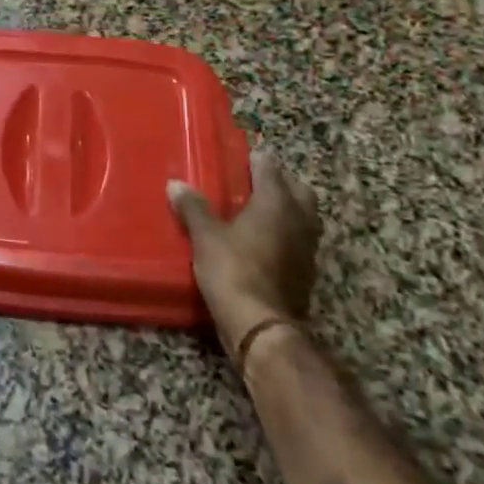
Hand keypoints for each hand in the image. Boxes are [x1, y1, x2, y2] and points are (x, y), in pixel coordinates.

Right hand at [168, 149, 321, 356]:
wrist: (262, 327)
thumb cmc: (233, 270)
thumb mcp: (205, 237)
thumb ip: (193, 208)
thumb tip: (175, 184)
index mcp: (276, 203)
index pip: (270, 168)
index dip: (256, 160)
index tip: (242, 156)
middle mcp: (299, 220)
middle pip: (298, 191)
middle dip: (281, 183)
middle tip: (254, 183)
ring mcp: (307, 249)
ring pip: (303, 218)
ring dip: (286, 210)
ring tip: (257, 211)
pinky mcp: (305, 273)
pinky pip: (298, 242)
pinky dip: (284, 236)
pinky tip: (262, 242)